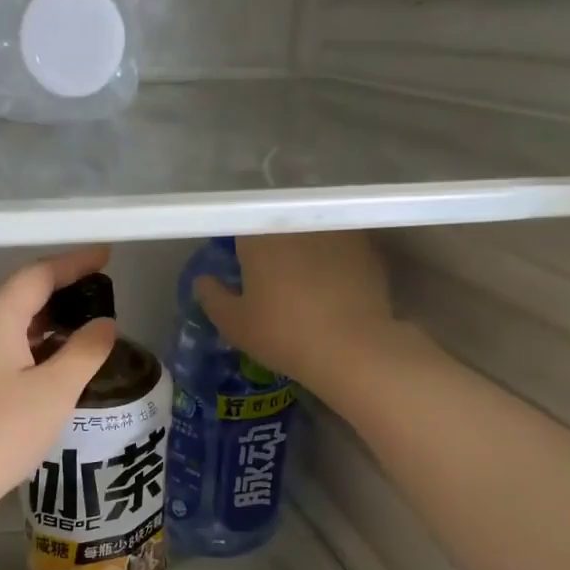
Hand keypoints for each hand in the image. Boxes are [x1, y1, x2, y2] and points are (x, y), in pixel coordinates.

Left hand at [0, 246, 117, 522]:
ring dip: (51, 320)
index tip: (107, 255)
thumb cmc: (4, 430)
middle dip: (64, 289)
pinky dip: (36, 344)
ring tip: (88, 326)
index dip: (75, 262)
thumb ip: (86, 350)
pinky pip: (6, 346)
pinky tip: (59, 361)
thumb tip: (104, 324)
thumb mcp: (56, 389)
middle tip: (102, 293)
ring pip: (14, 323)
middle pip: (23, 294)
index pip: (38, 274)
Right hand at [193, 232, 405, 384]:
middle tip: (271, 276)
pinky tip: (333, 285)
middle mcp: (297, 222)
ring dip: (304, 248)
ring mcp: (335, 230)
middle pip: (278, 225)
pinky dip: (333, 259)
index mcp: (260, 235)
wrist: (352, 347)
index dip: (240, 244)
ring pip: (310, 233)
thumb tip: (203, 281)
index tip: (242, 266)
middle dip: (273, 244)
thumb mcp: (235, 324)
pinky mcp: (366, 246)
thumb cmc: (283, 334)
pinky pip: (340, 245)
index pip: (241, 224)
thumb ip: (212, 297)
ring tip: (304, 280)